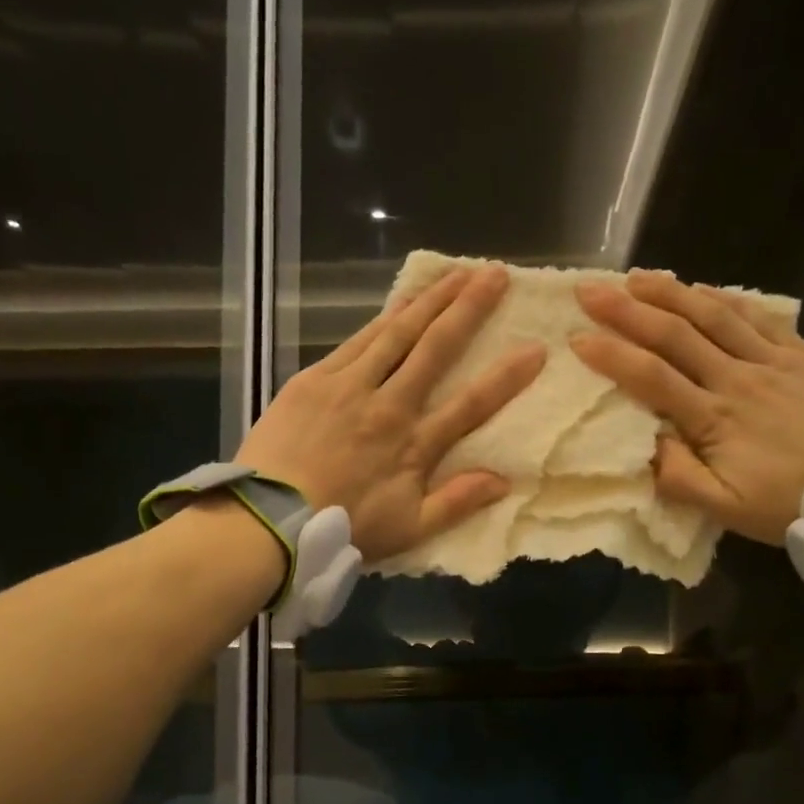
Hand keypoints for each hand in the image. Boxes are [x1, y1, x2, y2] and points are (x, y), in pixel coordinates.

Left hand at [237, 263, 544, 562]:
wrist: (268, 519)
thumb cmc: (343, 527)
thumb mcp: (409, 529)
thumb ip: (457, 502)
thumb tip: (505, 481)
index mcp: (414, 444)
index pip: (471, 404)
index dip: (506, 377)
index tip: (535, 347)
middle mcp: (388, 405)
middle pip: (434, 349)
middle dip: (469, 309)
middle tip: (495, 274)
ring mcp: (349, 386)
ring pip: (396, 333)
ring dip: (429, 300)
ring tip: (456, 273)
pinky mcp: (315, 379)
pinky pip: (357, 340)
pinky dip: (383, 318)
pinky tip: (401, 302)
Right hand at [571, 271, 803, 545]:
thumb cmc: (793, 503)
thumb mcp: (727, 509)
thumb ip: (678, 478)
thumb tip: (642, 446)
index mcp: (714, 420)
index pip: (651, 378)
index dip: (612, 355)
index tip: (577, 337)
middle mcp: (736, 380)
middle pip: (675, 336)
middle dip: (627, 310)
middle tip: (590, 291)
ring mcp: (772, 362)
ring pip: (713, 316)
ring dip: (671, 293)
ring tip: (635, 277)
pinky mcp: (802, 355)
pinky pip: (758, 318)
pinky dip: (725, 300)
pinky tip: (702, 289)